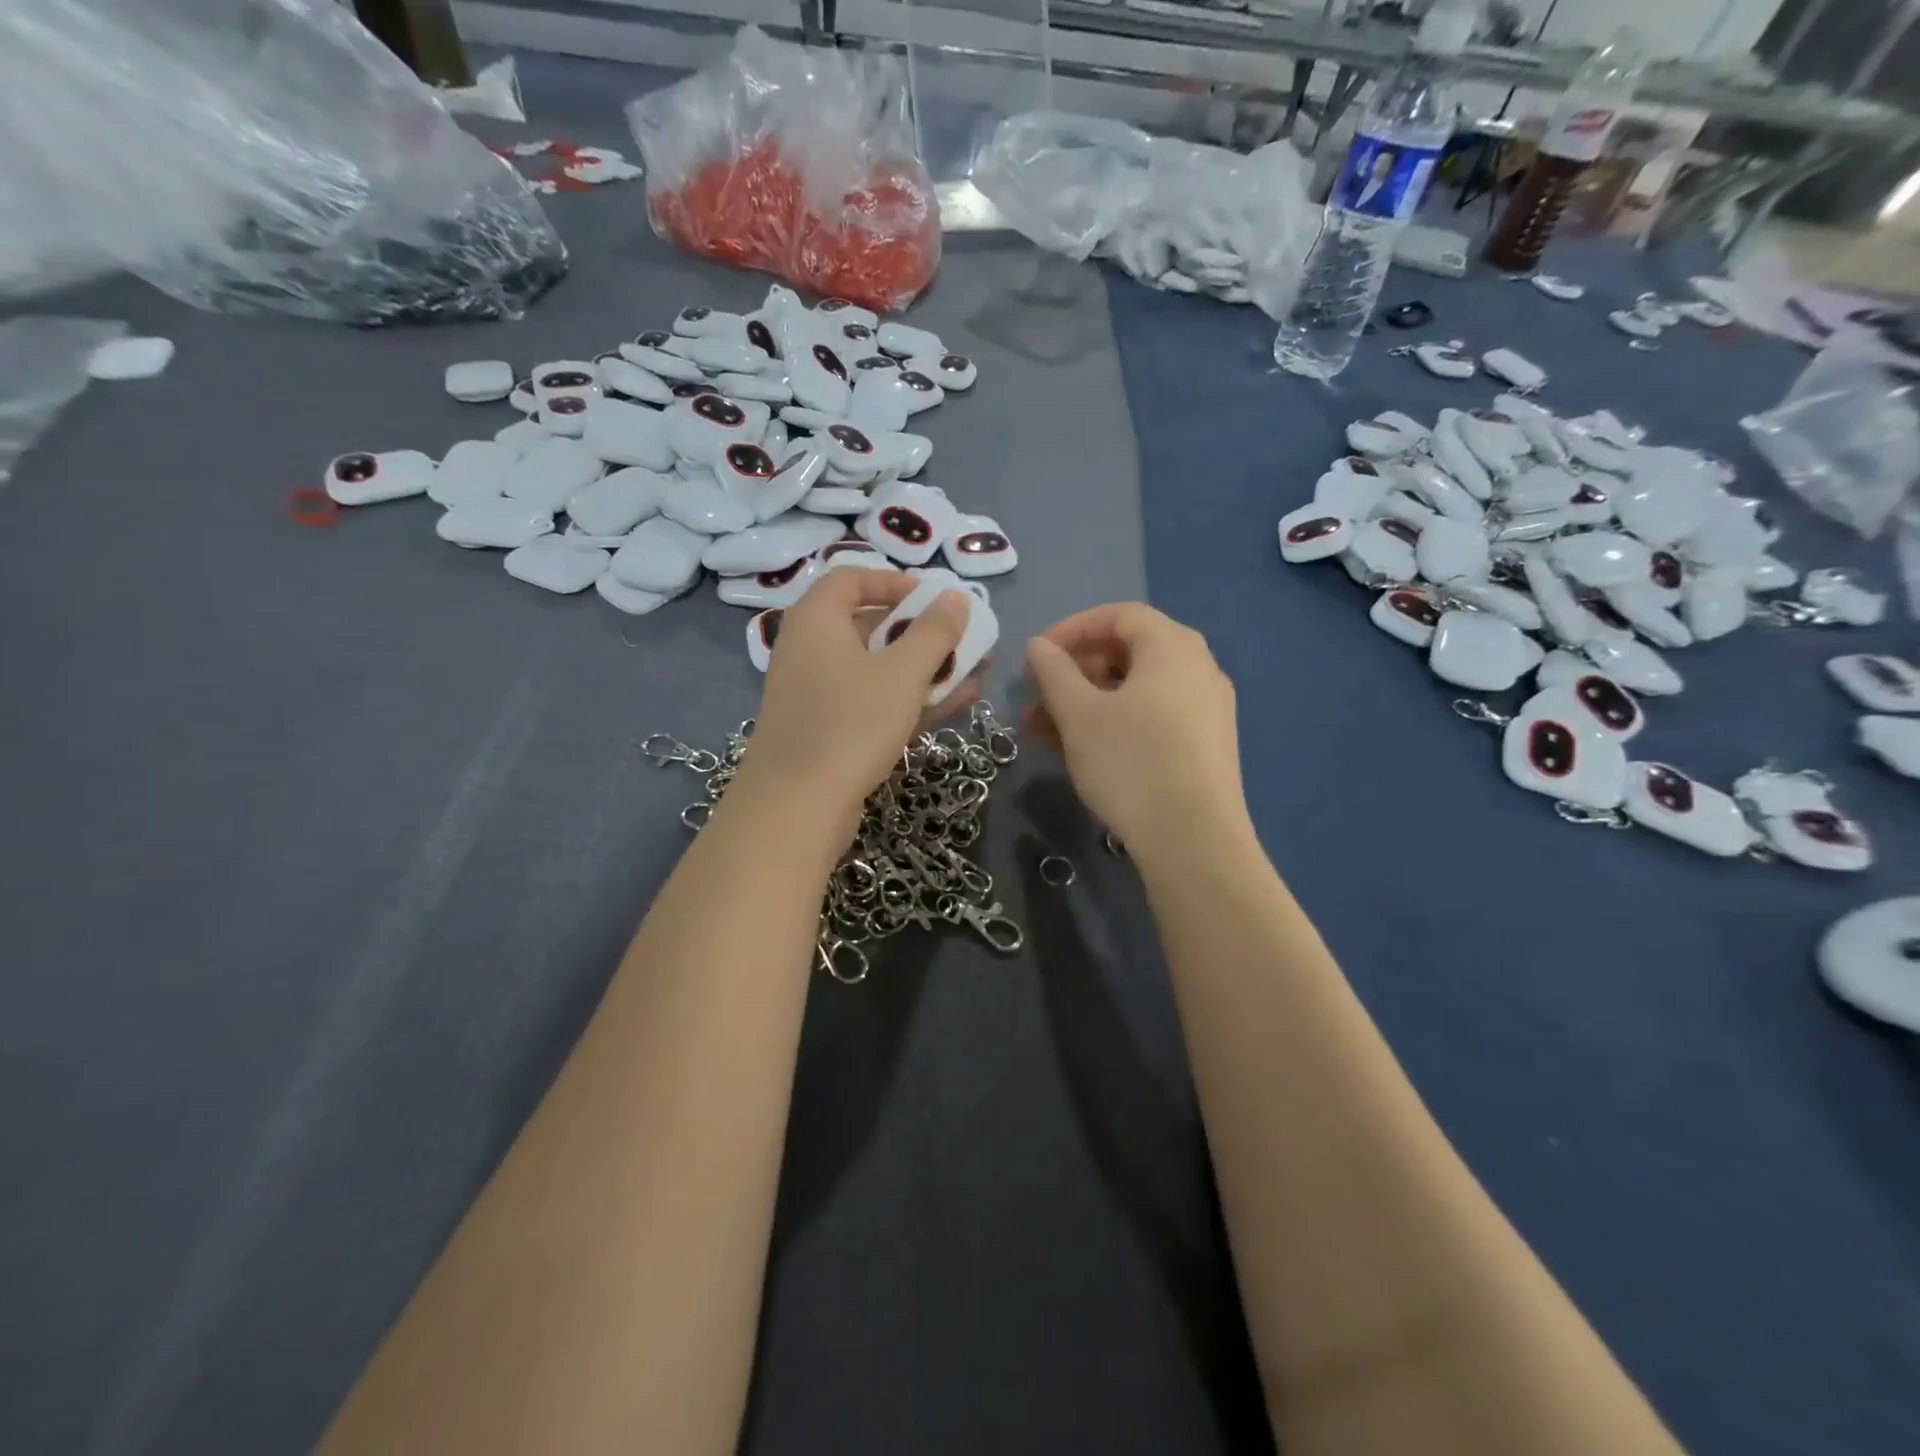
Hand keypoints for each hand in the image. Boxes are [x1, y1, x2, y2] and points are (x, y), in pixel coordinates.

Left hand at [741, 567, 973, 838]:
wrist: (797, 806)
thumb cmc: (851, 723)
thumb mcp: (902, 672)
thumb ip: (934, 631)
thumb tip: (956, 596)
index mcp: (817, 619)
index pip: (854, 578)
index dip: (897, 583)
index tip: (936, 599)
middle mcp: (810, 649)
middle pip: (870, 625)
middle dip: (923, 633)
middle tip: (963, 640)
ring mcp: (817, 693)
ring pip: (877, 669)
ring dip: (925, 670)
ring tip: (976, 672)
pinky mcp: (827, 730)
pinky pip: (872, 702)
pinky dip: (909, 699)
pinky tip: (957, 703)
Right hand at [1024, 603, 1247, 847]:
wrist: (1194, 841)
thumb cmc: (1131, 763)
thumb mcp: (1080, 715)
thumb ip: (1054, 672)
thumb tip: (1038, 646)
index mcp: (1173, 647)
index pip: (1117, 615)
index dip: (1071, 629)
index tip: (1036, 658)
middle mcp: (1198, 668)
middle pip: (1128, 652)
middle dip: (1075, 672)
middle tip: (1038, 699)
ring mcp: (1207, 709)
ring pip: (1136, 690)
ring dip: (1087, 703)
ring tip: (1045, 732)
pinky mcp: (1206, 746)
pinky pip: (1153, 717)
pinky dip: (1115, 723)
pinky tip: (1082, 751)